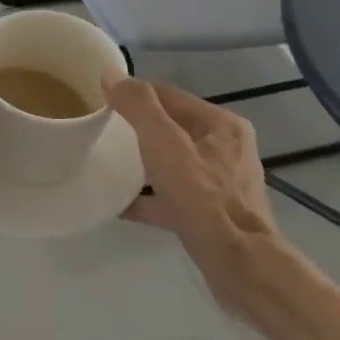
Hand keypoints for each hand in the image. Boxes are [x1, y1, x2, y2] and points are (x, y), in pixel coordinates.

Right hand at [103, 75, 285, 268]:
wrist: (238, 264)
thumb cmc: (203, 199)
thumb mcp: (164, 145)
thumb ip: (139, 107)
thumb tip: (111, 74)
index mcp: (220, 125)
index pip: (169, 95)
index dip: (135, 94)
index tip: (100, 99)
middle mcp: (226, 149)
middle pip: (172, 128)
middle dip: (137, 128)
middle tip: (100, 131)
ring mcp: (221, 183)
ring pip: (173, 163)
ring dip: (143, 162)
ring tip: (107, 164)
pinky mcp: (212, 213)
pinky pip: (173, 196)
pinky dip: (149, 197)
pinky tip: (119, 204)